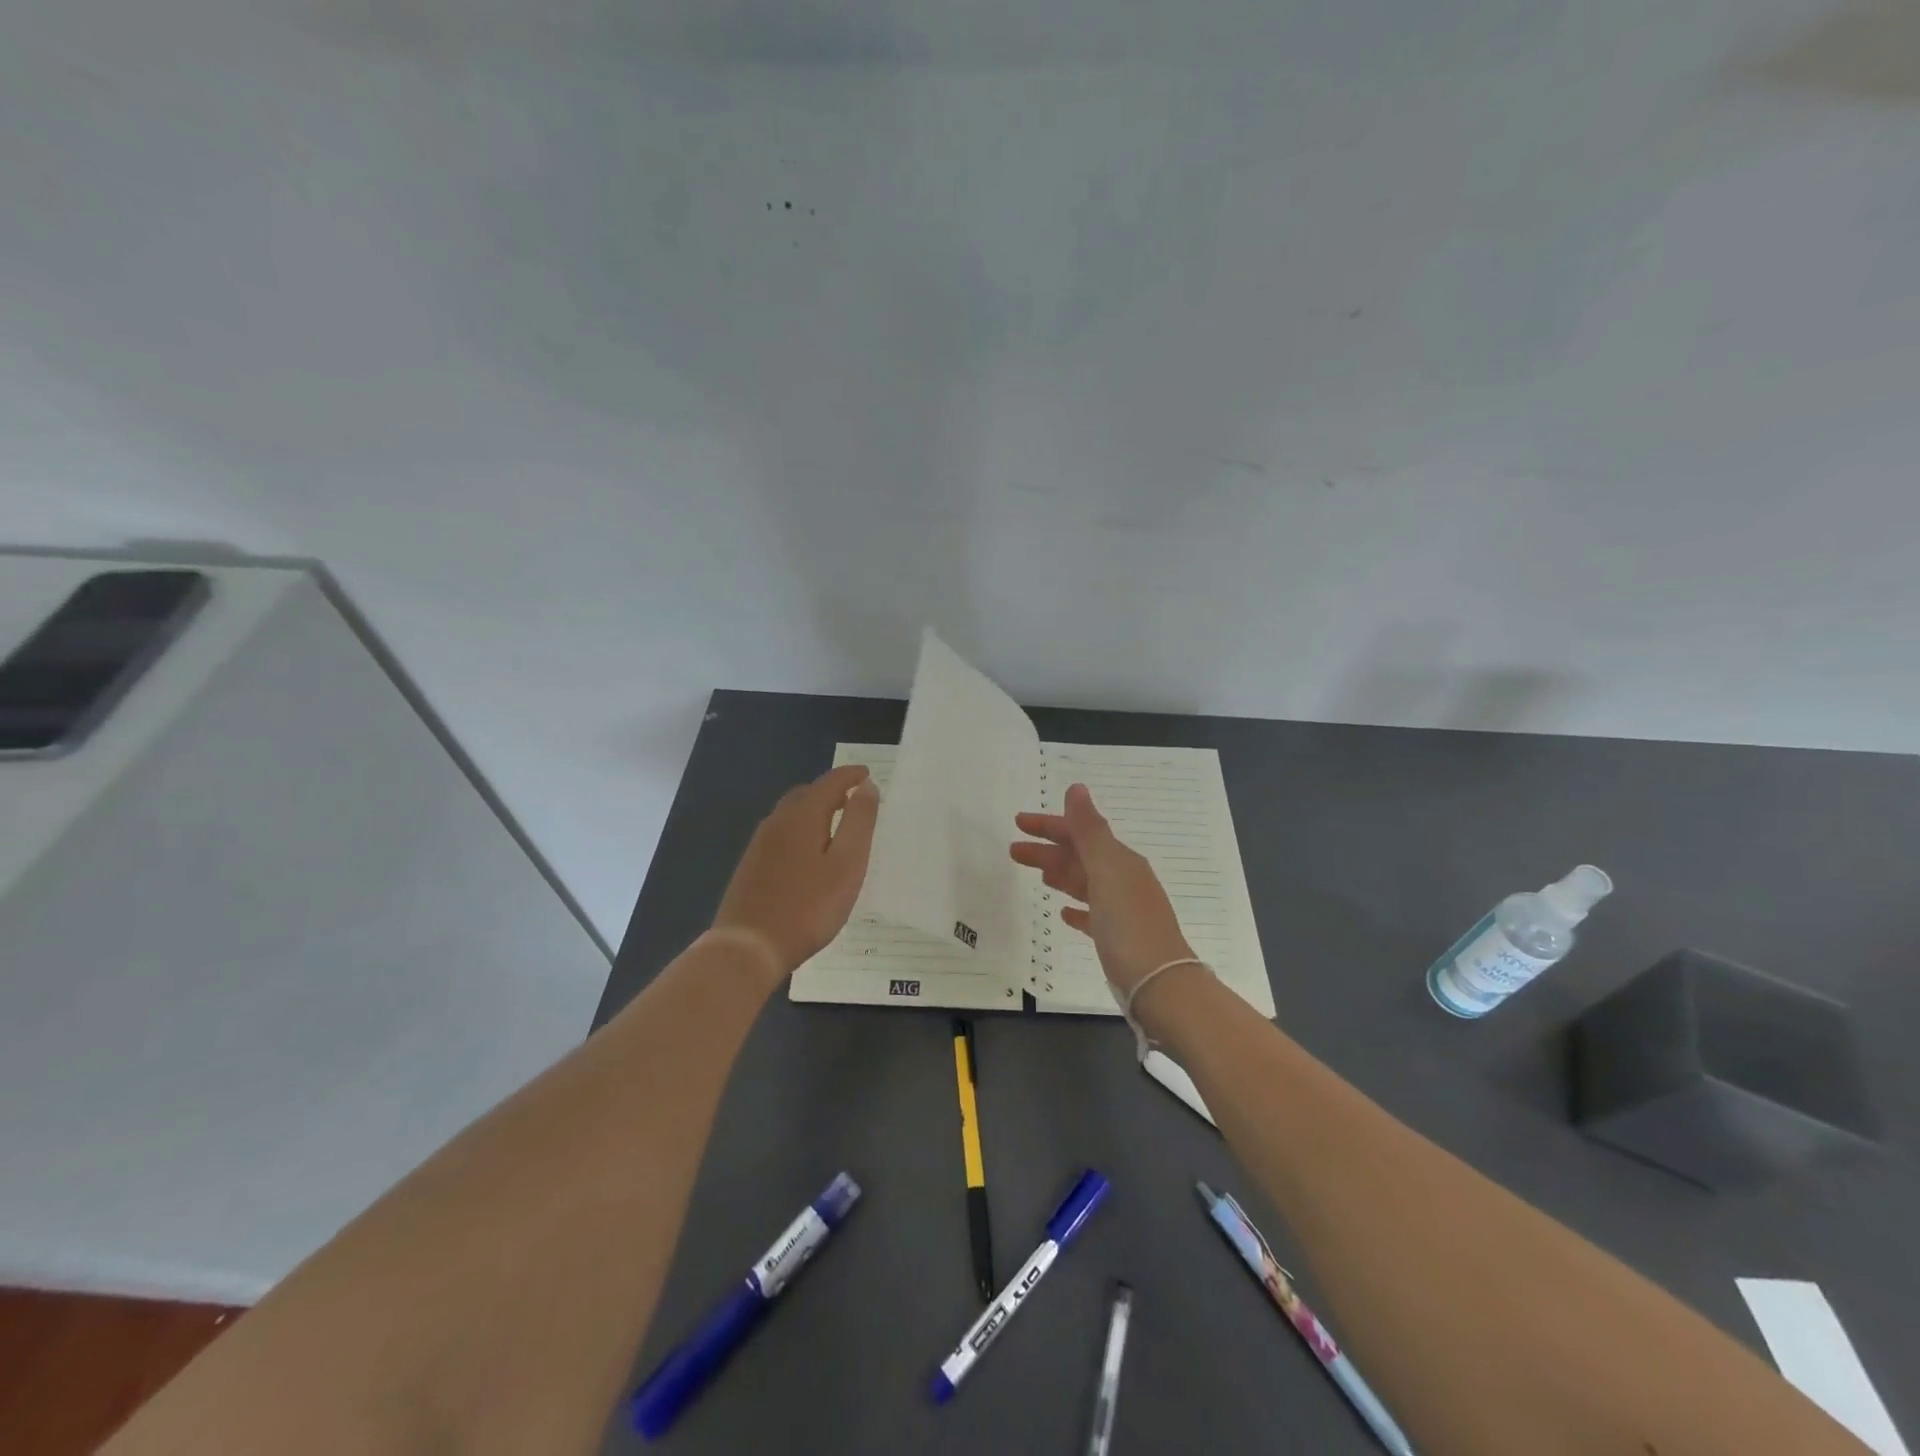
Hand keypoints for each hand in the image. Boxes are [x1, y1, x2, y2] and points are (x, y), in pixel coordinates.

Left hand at [713, 765, 880, 979]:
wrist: (749, 946)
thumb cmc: (808, 906)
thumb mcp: (847, 864)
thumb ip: (859, 822)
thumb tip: (867, 786)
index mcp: (802, 816)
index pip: (830, 783)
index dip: (850, 775)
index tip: (867, 774)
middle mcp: (777, 822)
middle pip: (806, 794)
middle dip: (831, 791)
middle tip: (853, 799)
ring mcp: (760, 844)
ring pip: (790, 814)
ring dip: (814, 810)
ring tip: (835, 823)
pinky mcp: (751, 865)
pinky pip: (781, 833)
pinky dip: (800, 829)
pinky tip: (808, 852)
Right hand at [1009, 783, 1196, 998]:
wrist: (1159, 982)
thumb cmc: (1128, 922)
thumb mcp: (1107, 869)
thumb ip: (1089, 830)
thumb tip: (1076, 788)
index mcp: (1120, 861)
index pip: (1080, 833)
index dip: (1049, 825)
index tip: (1019, 822)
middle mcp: (1123, 880)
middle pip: (1079, 857)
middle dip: (1047, 850)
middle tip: (1013, 850)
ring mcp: (1122, 911)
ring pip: (1084, 883)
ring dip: (1060, 874)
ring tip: (1037, 875)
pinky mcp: (1118, 940)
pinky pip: (1093, 915)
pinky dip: (1077, 909)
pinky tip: (1063, 914)